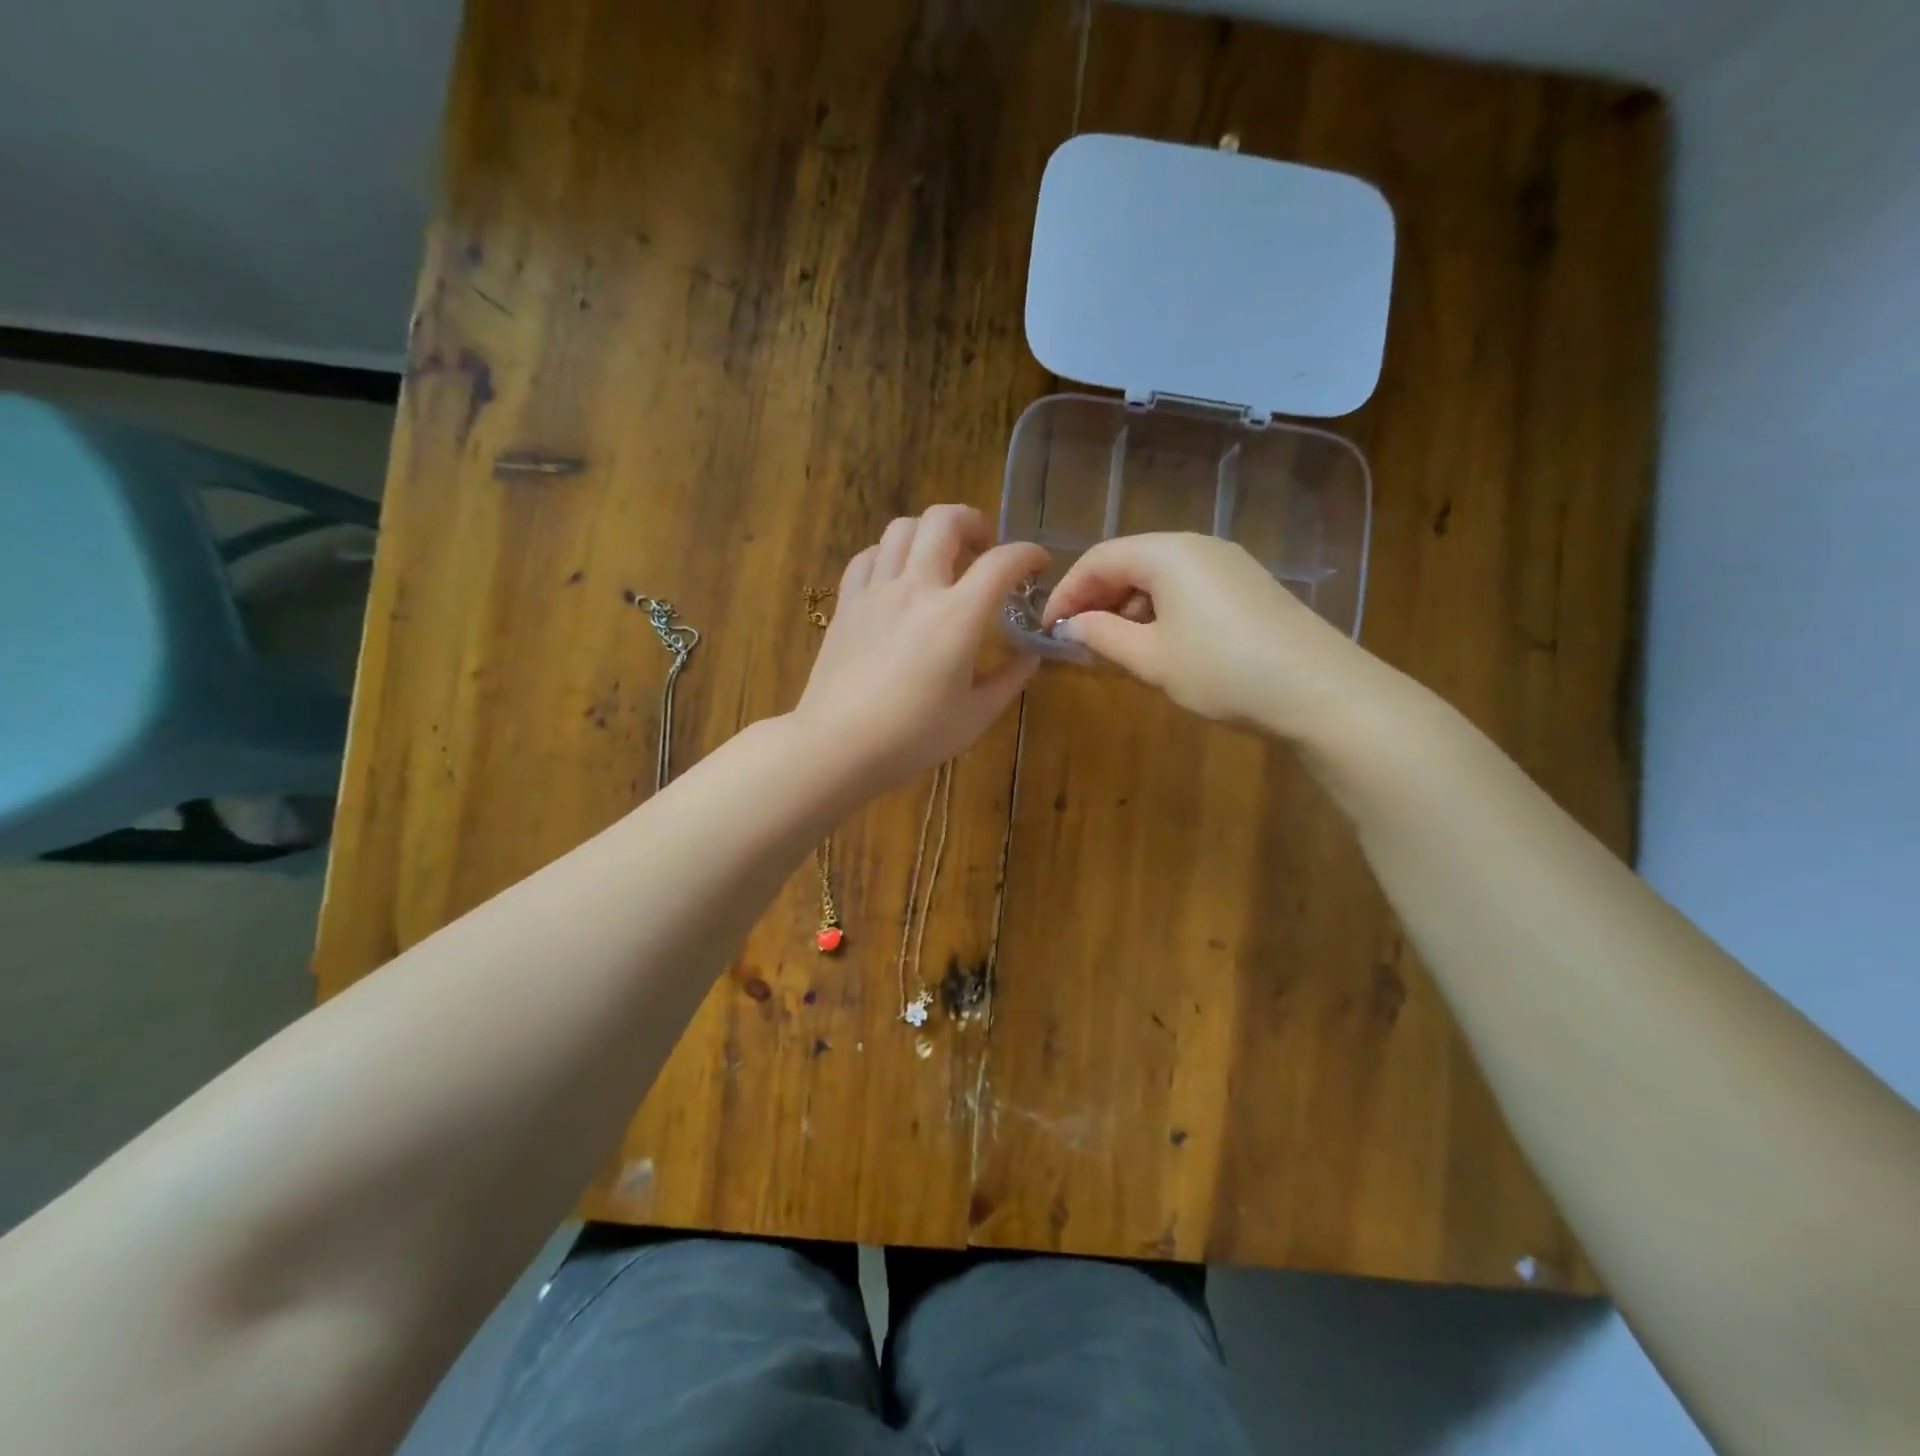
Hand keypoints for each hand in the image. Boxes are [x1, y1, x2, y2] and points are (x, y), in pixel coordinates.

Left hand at [794, 505, 1047, 792]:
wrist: (837, 746)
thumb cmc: (912, 738)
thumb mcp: (975, 717)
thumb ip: (1008, 680)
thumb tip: (1030, 655)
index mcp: (957, 616)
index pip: (1002, 562)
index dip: (1028, 553)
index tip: (1038, 563)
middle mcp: (916, 589)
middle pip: (944, 520)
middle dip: (974, 521)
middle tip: (984, 547)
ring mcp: (876, 591)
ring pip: (902, 528)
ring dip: (929, 532)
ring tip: (940, 558)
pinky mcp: (847, 604)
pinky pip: (868, 556)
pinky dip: (890, 554)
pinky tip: (897, 577)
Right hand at [1043, 533, 1390, 738]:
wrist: (1319, 690)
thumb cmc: (1222, 670)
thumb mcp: (1150, 658)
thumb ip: (1102, 636)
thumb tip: (1069, 626)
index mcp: (1167, 552)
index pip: (1099, 559)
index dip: (1067, 592)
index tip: (1049, 629)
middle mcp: (1197, 546)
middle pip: (1130, 562)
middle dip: (1097, 598)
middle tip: (1078, 640)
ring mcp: (1228, 564)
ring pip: (1159, 576)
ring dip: (1128, 607)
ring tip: (1114, 648)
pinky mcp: (1248, 587)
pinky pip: (1187, 588)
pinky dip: (1160, 611)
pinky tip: (1158, 645)